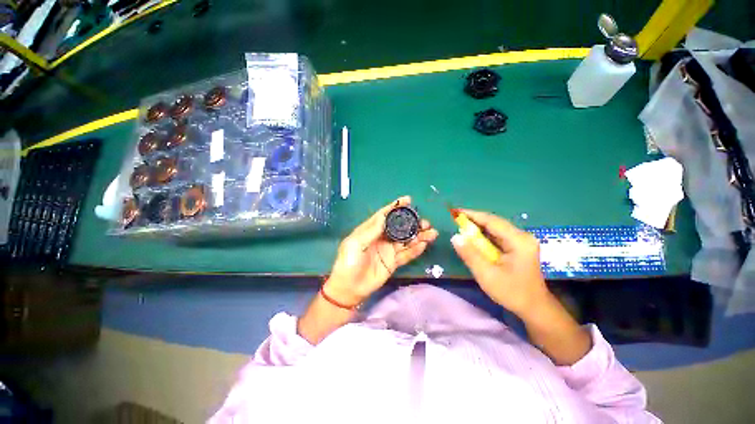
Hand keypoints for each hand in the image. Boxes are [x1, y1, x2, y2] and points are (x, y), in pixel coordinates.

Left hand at [325, 196, 438, 306]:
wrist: (349, 287)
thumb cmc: (348, 261)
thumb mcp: (356, 242)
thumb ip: (372, 230)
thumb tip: (385, 215)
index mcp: (371, 230)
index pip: (385, 215)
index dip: (396, 207)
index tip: (408, 200)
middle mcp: (382, 238)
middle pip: (400, 227)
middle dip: (412, 223)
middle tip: (425, 222)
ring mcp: (388, 250)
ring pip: (406, 240)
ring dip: (419, 236)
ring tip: (432, 233)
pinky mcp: (393, 262)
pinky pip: (406, 255)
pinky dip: (415, 250)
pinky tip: (424, 245)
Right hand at [450, 209, 548, 317]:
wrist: (534, 308)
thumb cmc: (512, 292)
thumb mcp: (487, 274)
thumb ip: (470, 254)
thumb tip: (455, 237)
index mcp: (518, 240)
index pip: (491, 221)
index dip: (472, 215)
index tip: (455, 212)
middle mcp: (521, 236)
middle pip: (494, 222)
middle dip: (473, 220)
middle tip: (455, 220)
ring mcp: (521, 241)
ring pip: (495, 229)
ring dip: (478, 227)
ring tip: (460, 226)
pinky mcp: (518, 247)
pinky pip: (497, 236)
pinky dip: (483, 235)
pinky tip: (473, 238)